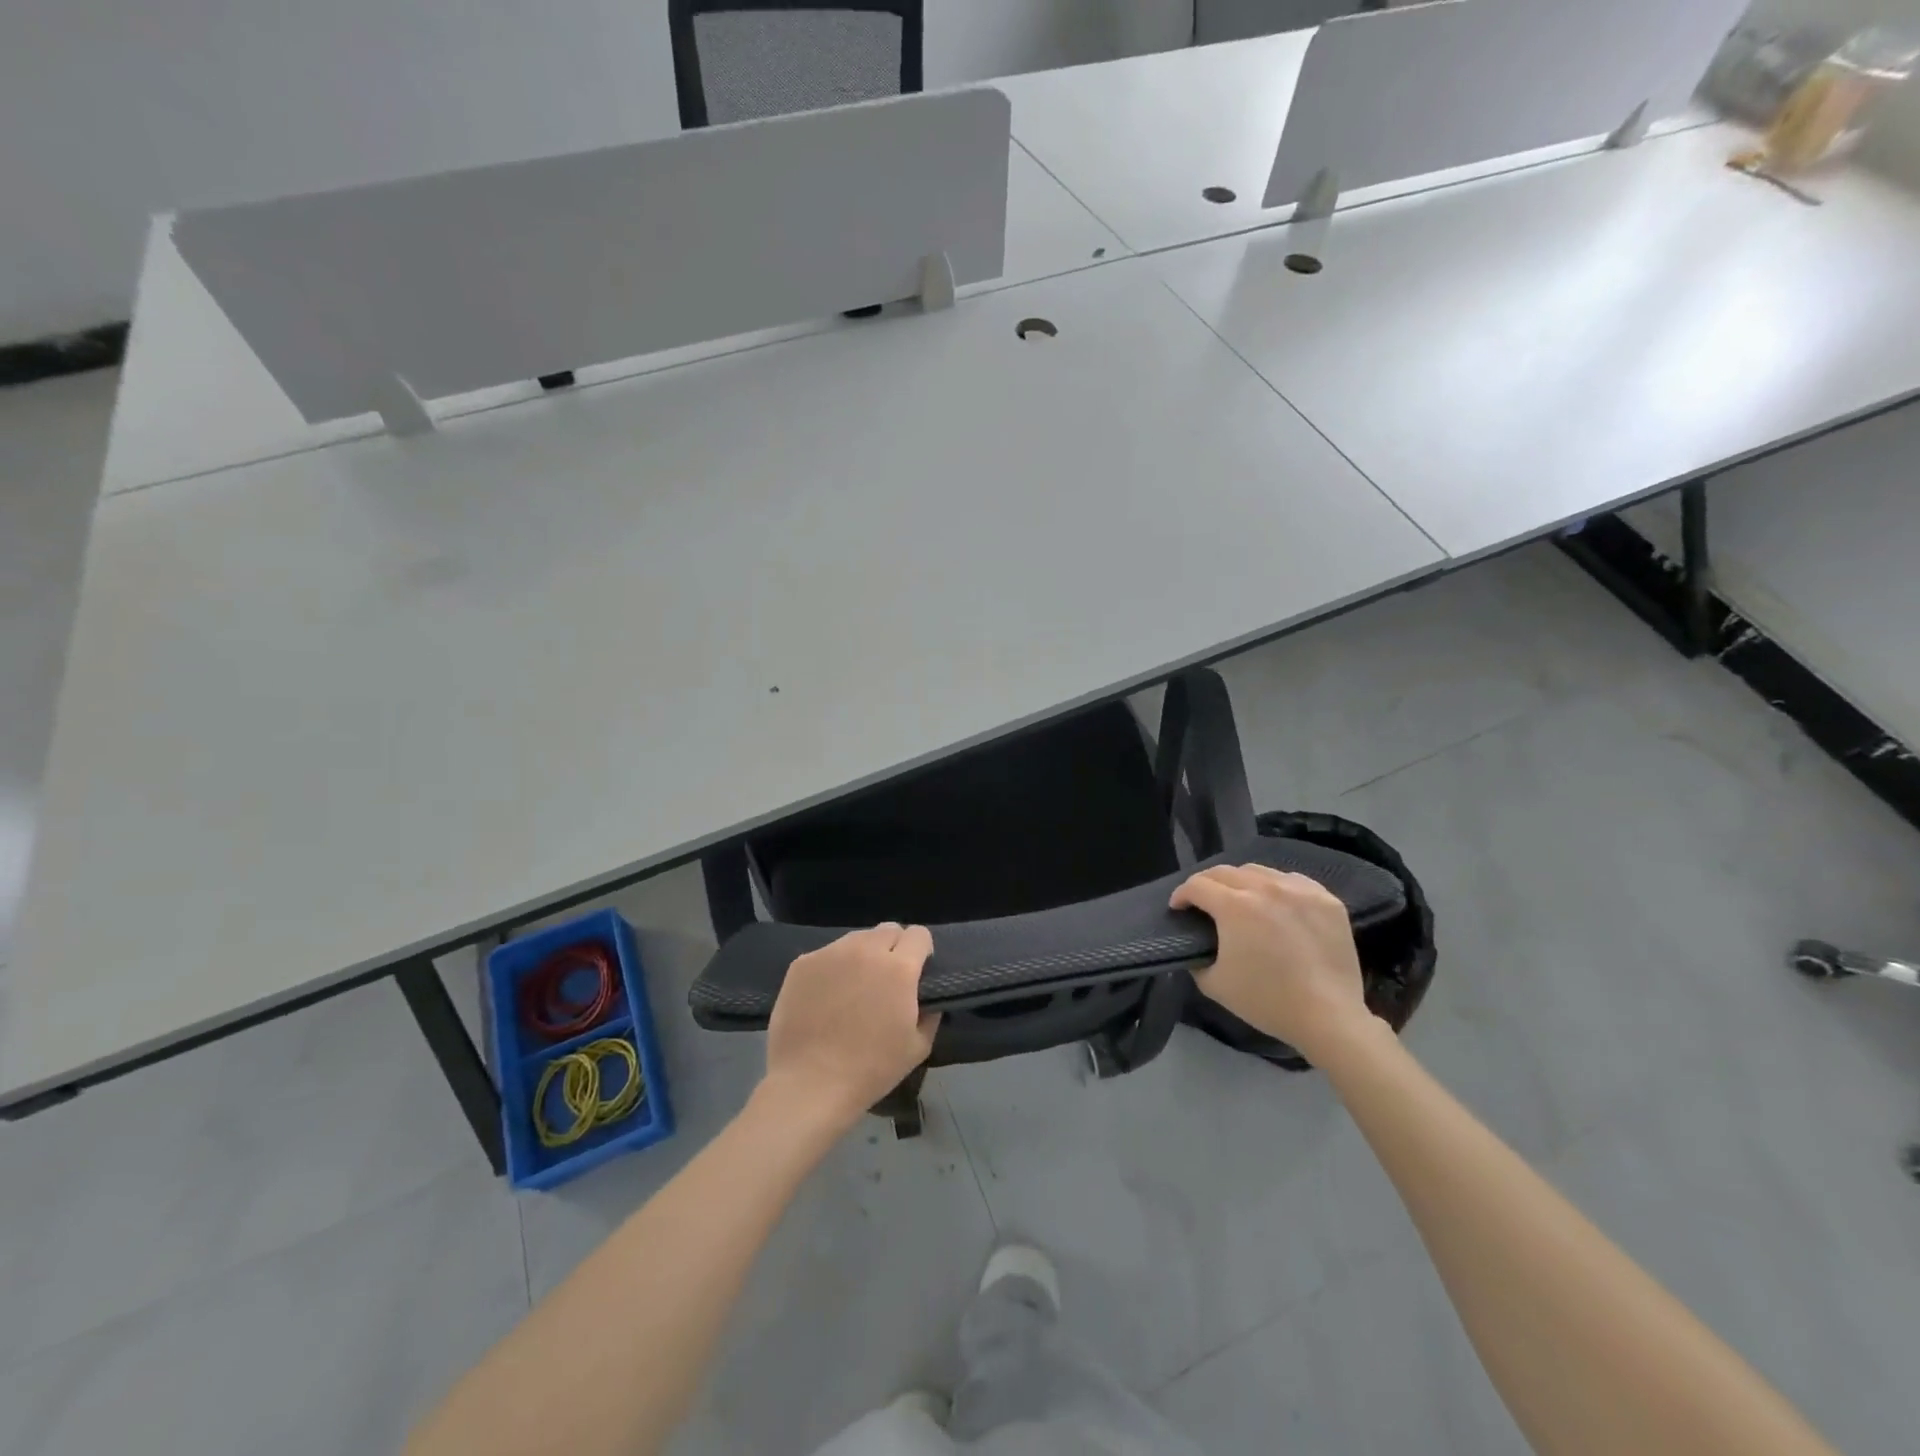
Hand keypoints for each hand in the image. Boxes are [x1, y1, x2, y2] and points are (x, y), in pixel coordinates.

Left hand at [761, 923, 940, 1132]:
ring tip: (854, 987)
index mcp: (898, 968)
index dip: (921, 950)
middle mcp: (865, 950)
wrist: (809, 1085)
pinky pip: (827, 954)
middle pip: (888, 930)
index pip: (919, 934)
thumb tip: (927, 997)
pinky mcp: (802, 963)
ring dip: (863, 955)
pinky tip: (826, 997)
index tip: (917, 971)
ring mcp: (830, 953)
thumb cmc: (870, 1070)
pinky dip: (833, 968)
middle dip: (894, 948)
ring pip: (856, 939)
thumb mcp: (917, 1047)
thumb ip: (930, 1013)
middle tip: (886, 979)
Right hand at [1170, 864, 1378, 1062]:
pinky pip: (1292, 880)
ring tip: (1240, 899)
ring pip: (1259, 871)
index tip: (1178, 908)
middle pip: (1225, 872)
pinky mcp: (1326, 899)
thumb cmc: (1267, 1001)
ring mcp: (1300, 890)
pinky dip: (1276, 886)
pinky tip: (1276, 904)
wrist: (1329, 1018)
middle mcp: (1266, 888)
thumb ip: (1196, 958)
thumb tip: (1196, 946)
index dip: (1181, 895)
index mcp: (1235, 906)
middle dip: (1206, 884)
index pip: (1197, 885)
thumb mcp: (1214, 984)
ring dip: (1240, 881)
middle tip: (1203, 902)